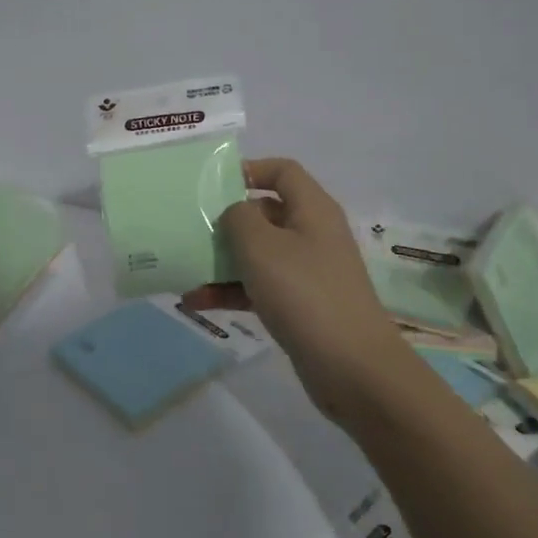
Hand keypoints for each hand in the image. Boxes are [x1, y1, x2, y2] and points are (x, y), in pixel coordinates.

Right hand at [187, 158, 414, 424]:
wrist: (352, 367)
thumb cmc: (304, 293)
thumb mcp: (261, 246)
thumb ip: (238, 217)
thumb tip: (235, 212)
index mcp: (312, 209)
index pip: (282, 171)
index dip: (249, 170)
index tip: (212, 185)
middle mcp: (313, 234)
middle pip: (266, 212)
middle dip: (227, 220)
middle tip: (191, 228)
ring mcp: (308, 271)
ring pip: (259, 253)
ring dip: (223, 260)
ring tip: (185, 268)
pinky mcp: (301, 305)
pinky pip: (260, 286)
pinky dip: (232, 290)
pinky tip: (197, 301)